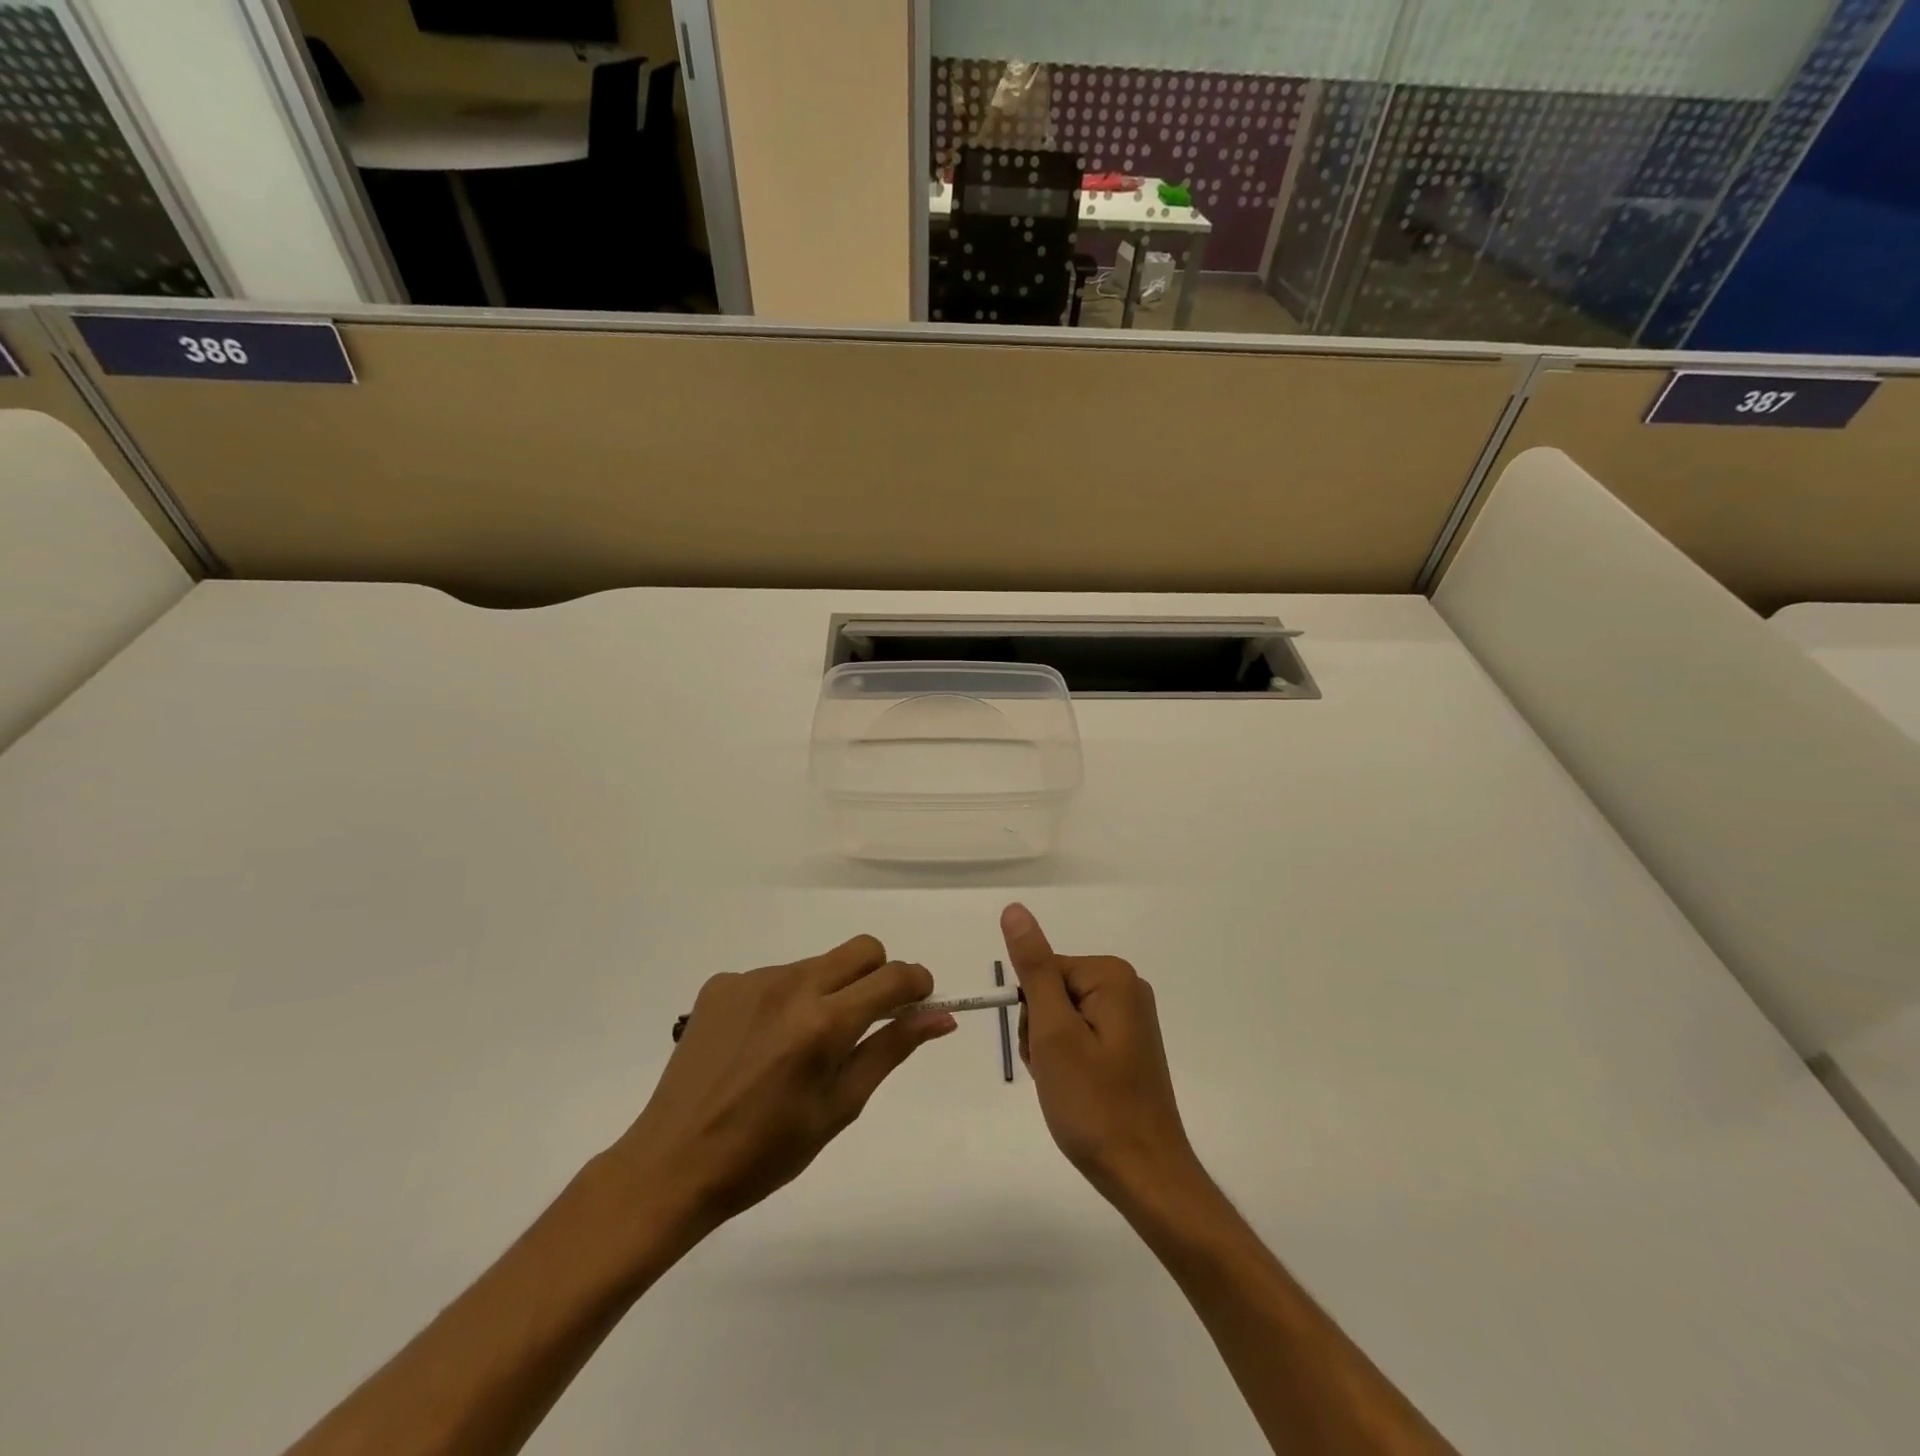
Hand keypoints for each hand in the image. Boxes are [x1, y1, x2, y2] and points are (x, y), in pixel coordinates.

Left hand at [610, 936, 955, 1236]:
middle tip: (866, 1022)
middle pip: (862, 949)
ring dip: (828, 991)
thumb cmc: (766, 1152)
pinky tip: (761, 1044)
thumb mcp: (840, 1106)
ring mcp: (752, 979)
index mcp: (825, 1022)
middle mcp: (792, 985)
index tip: (918, 1004)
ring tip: (801, 1046)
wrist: (672, 1163)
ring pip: (817, 964)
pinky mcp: (722, 984)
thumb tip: (941, 1016)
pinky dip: (784, 1000)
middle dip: (879, 976)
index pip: (894, 975)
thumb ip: (891, 1049)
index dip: (917, 984)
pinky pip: (774, 976)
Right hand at [1001, 903, 1203, 1212]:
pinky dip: (1068, 1061)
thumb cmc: (1094, 1104)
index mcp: (1111, 976)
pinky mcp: (1129, 1044)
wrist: (1144, 1175)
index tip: (1044, 1052)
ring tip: (1066, 1086)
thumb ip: (1033, 968)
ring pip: (1062, 1016)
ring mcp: (1130, 1017)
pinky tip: (1077, 1090)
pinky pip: (1081, 1035)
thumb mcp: (1054, 1032)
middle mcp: (1126, 987)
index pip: (1043, 971)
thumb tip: (1015, 910)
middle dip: (1041, 1032)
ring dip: (1051, 1050)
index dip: (1032, 1013)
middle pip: (1053, 991)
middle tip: (1055, 1073)